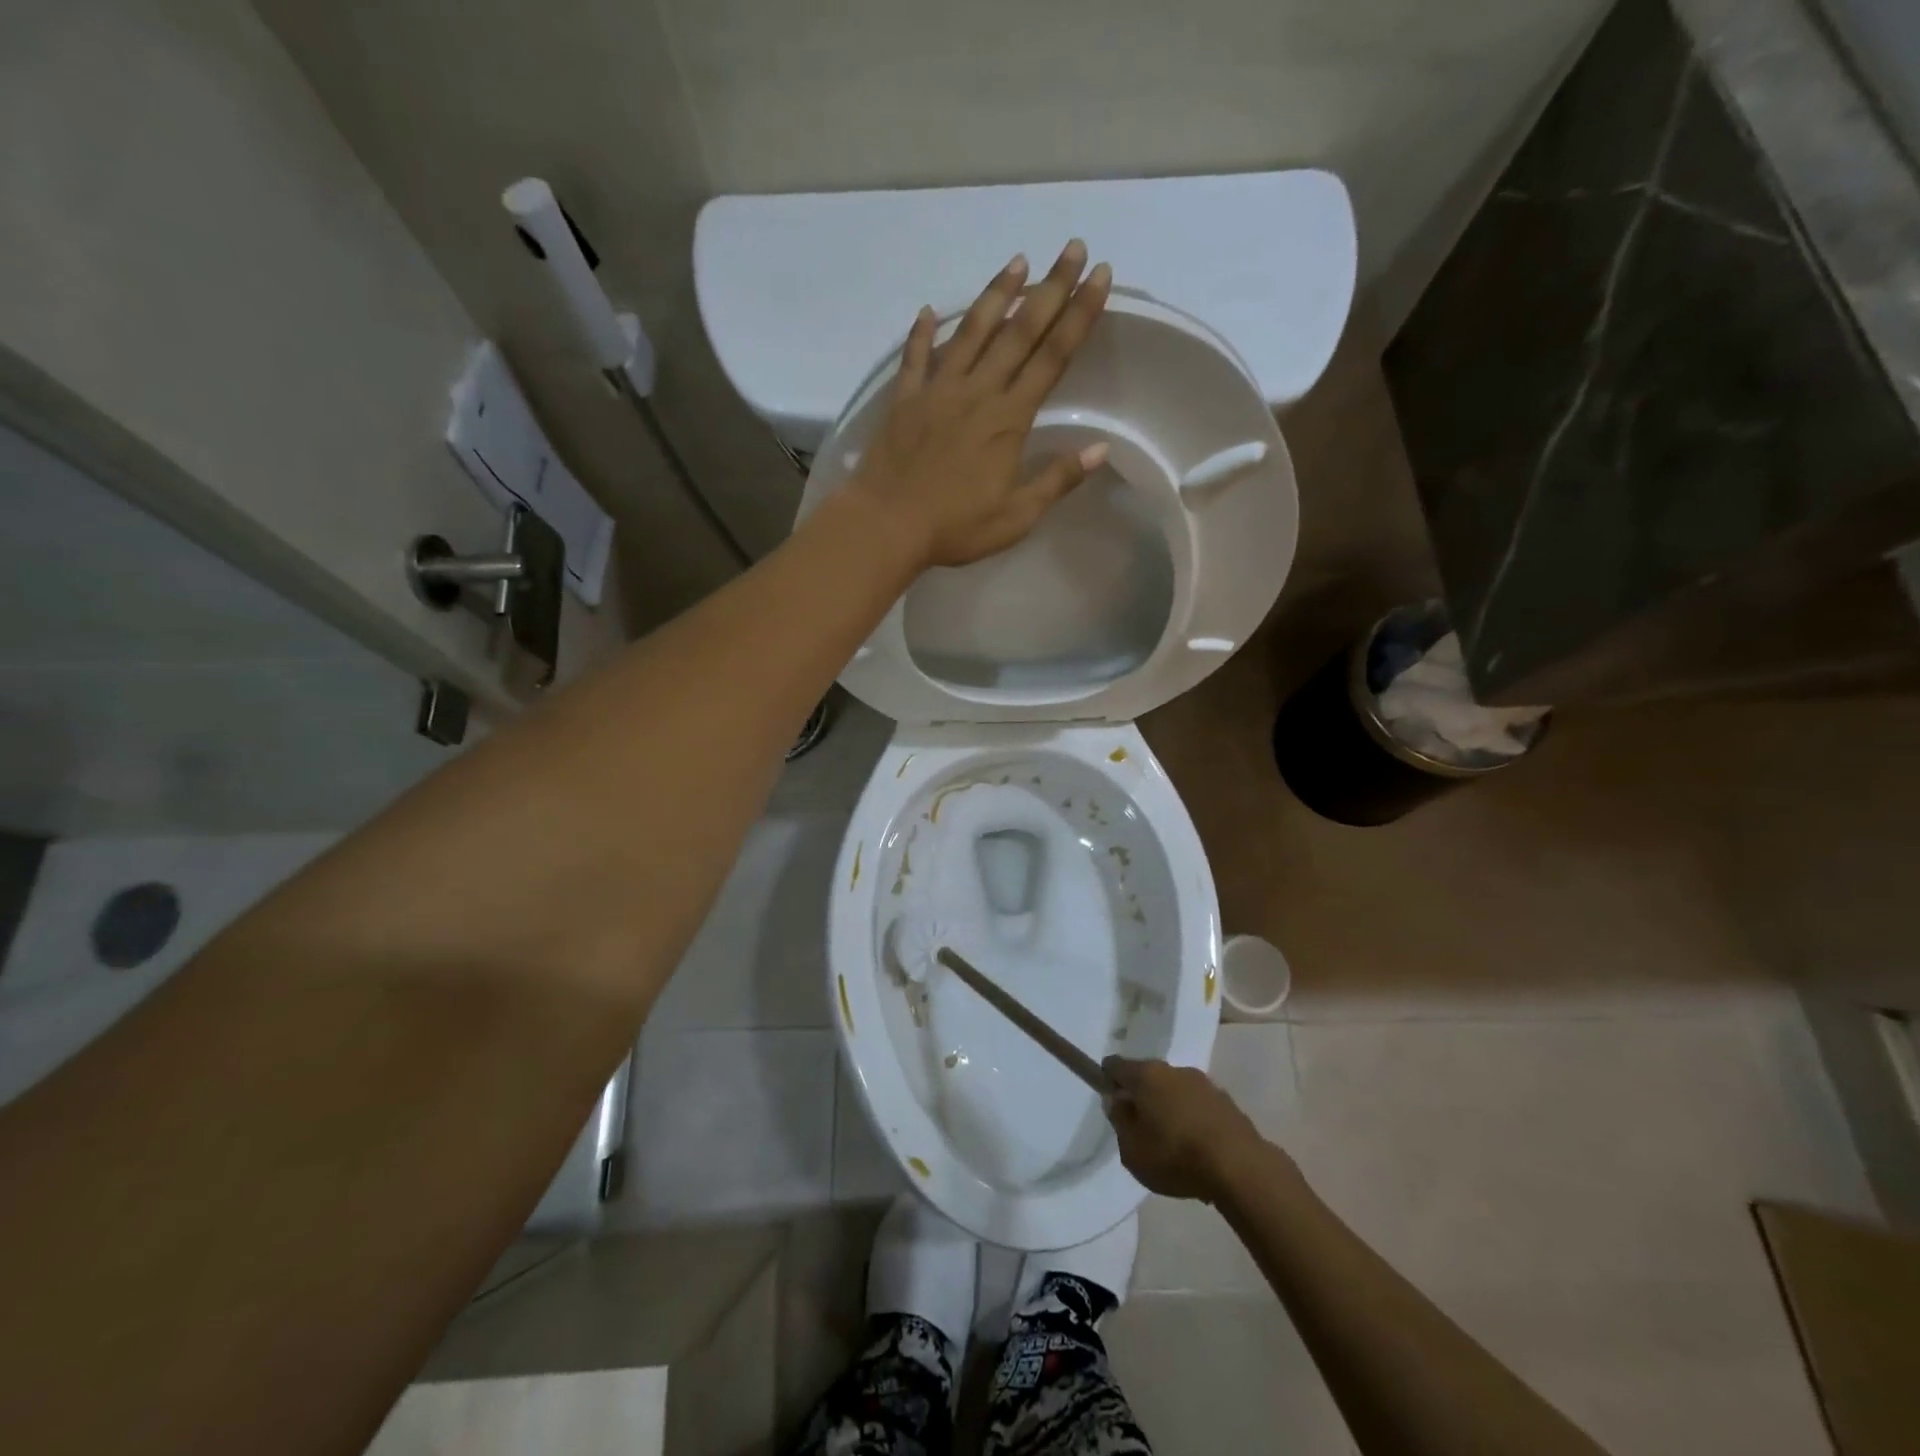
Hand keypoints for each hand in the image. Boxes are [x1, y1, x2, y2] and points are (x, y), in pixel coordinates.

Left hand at [844, 240, 1112, 568]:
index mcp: (1008, 419)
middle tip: (1072, 248)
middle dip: (1050, 288)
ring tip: (1018, 262)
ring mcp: (937, 391)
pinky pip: (915, 357)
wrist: (887, 525)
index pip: (1052, 357)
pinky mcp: (904, 399)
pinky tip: (928, 311)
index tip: (1100, 277)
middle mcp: (977, 392)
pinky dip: (923, 333)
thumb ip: (1057, 480)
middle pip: (1019, 331)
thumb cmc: (955, 527)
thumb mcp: (1016, 516)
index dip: (1079, 315)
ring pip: (971, 332)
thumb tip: (1100, 449)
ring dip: (996, 294)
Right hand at [1104, 1058, 1266, 1202]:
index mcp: (1146, 1075)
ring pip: (1175, 1090)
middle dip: (1141, 1095)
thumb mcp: (1132, 1149)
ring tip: (1171, 1141)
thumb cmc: (1176, 1156)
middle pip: (1148, 1076)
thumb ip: (1119, 1121)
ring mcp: (1203, 1083)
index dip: (1108, 1079)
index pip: (1116, 1065)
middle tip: (1139, 1127)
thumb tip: (1117, 1100)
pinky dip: (1192, 1118)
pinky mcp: (1226, 1102)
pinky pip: (1197, 1105)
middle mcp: (1174, 1070)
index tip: (1110, 1101)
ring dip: (1168, 1107)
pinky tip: (1196, 1146)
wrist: (1240, 1167)